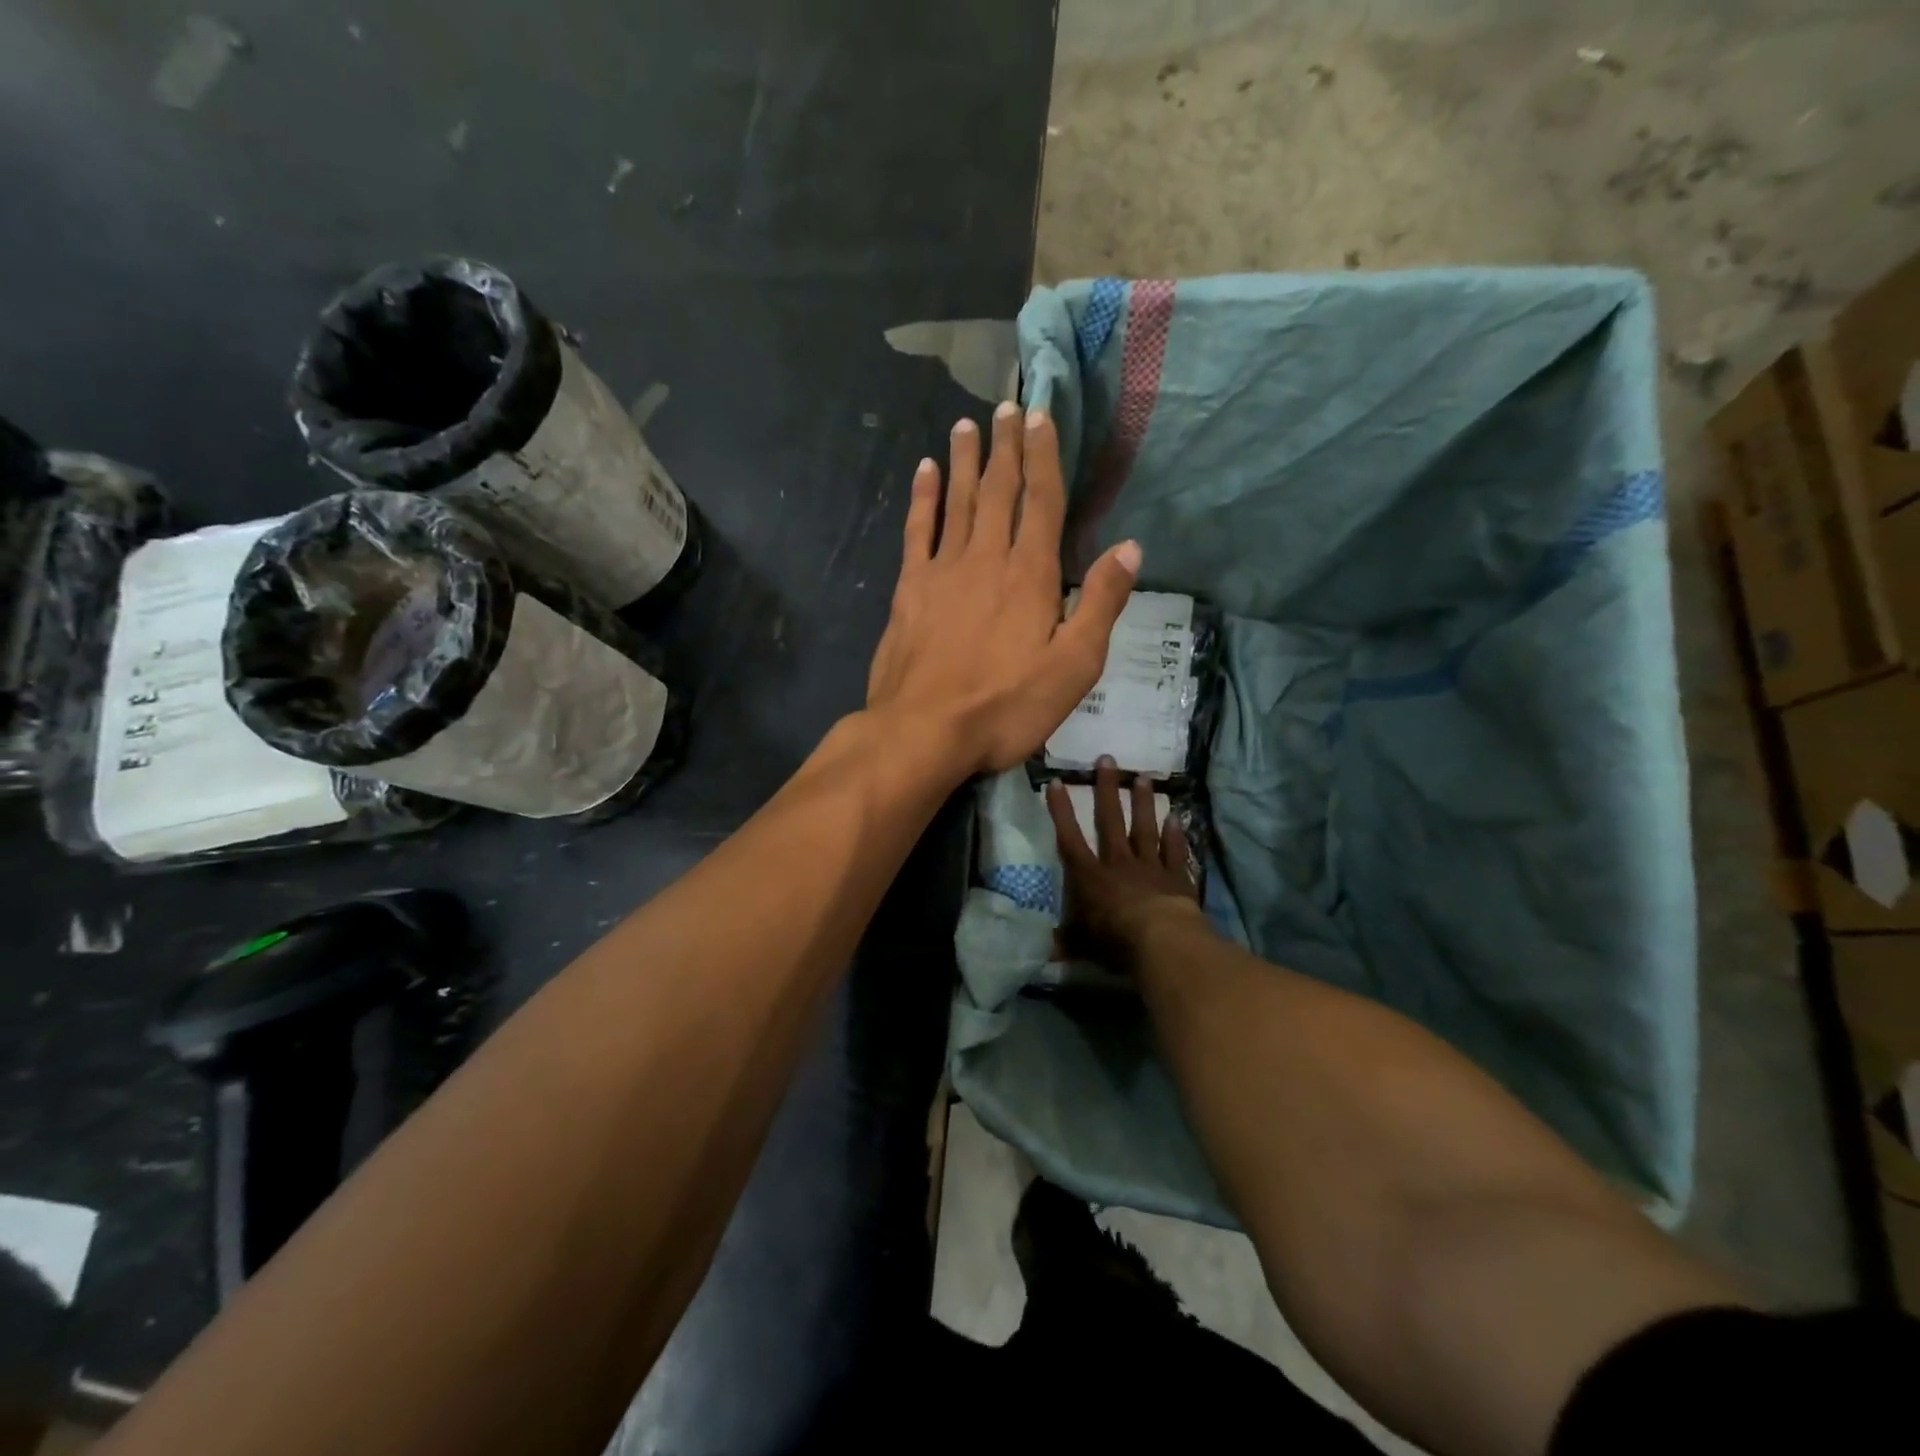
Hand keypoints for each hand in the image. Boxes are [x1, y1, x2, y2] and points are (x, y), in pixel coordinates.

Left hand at [866, 402, 1141, 775]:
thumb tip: (1129, 548)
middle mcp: (985, 559)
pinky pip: (917, 531)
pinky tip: (925, 472)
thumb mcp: (1073, 667)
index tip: (1042, 416)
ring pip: (958, 502)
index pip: (1041, 502)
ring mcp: (942, 571)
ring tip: (968, 423)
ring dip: (965, 460)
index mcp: (1029, 575)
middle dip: (1006, 446)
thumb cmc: (1005, 707)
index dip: (1044, 456)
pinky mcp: (909, 590)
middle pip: (999, 491)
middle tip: (1007, 404)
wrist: (923, 731)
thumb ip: (1099, 605)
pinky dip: (923, 498)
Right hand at [1046, 759, 1204, 961]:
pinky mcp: (1175, 876)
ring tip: (1143, 777)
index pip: (1070, 838)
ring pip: (1143, 828)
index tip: (1056, 782)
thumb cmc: (1116, 940)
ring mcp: (1149, 866)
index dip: (1061, 811)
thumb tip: (1047, 949)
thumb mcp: (1085, 944)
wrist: (1161, 941)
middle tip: (1107, 759)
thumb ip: (1068, 941)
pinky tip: (1176, 817)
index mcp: (1090, 876)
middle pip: (1110, 820)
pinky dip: (1174, 835)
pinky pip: (1173, 851)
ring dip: (1143, 803)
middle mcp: (1118, 863)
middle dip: (1107, 789)